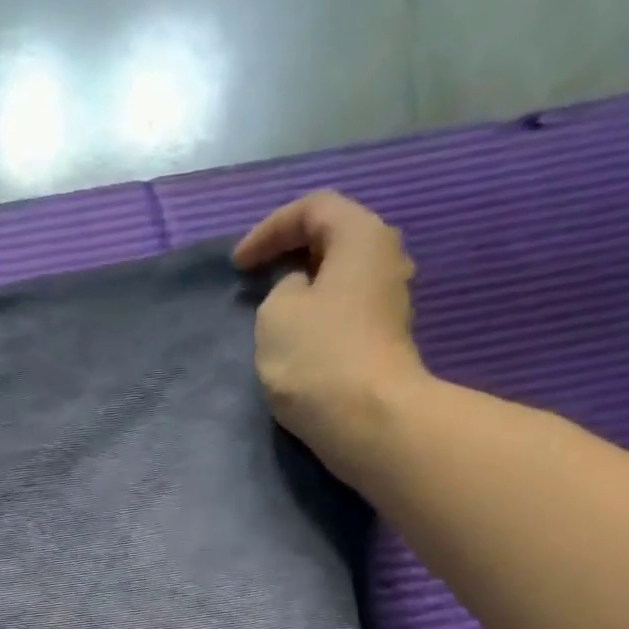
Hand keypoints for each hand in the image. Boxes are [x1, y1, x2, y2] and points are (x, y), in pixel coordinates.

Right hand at [233, 190, 428, 483]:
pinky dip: (318, 313)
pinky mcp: (385, 339)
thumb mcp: (276, 312)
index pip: (313, 208)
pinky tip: (297, 336)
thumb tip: (302, 291)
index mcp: (362, 235)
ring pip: (341, 276)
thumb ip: (281, 287)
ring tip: (272, 307)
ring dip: (305, 286)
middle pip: (334, 238)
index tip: (238, 265)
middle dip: (291, 253)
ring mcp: (391, 301)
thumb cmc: (317, 356)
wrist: (368, 420)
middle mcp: (386, 258)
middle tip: (256, 276)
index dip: (269, 229)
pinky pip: (346, 308)